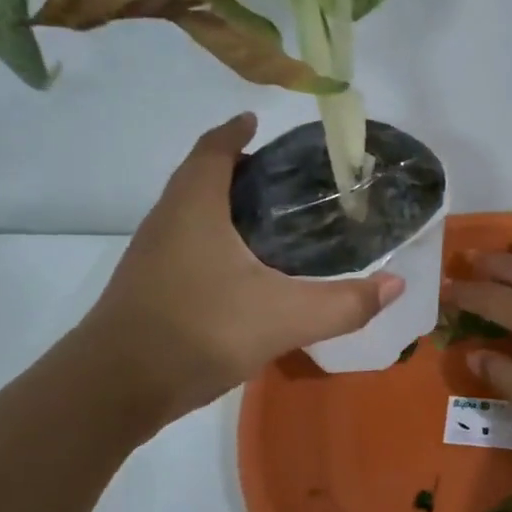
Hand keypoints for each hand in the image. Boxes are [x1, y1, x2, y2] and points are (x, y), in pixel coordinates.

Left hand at [81, 114, 401, 423]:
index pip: (215, 148)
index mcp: (196, 205)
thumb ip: (345, 303)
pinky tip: (243, 274)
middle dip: (238, 169)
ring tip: (272, 224)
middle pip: (201, 177)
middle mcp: (167, 219)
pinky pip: (187, 246)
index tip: (260, 124)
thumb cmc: (200, 330)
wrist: (116, 386)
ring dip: (225, 207)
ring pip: (192, 214)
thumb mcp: (285, 317)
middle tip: (286, 181)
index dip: (238, 132)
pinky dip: (215, 242)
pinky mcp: (148, 287)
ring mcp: (152, 255)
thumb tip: (396, 284)